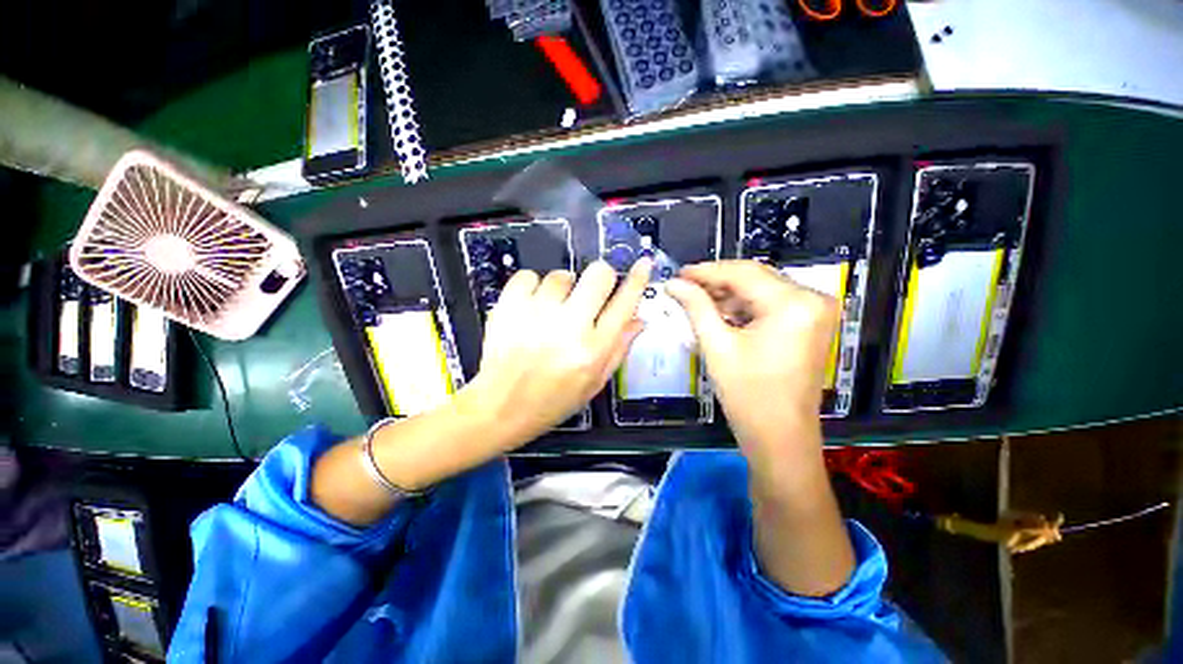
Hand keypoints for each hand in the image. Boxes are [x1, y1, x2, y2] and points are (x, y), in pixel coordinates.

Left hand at [468, 257, 651, 447]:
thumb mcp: (594, 383)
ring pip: (563, 274)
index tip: (642, 264)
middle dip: (601, 277)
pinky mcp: (509, 307)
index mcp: (593, 350)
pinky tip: (532, 306)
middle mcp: (568, 328)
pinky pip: (529, 276)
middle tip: (591, 292)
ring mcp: (537, 314)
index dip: (637, 279)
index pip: (624, 304)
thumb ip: (619, 349)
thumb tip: (639, 319)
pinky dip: (533, 287)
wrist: (501, 407)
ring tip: (552, 310)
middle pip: (598, 275)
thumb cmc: (552, 400)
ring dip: (563, 288)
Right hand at [667, 260, 853, 596]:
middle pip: (755, 278)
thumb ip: (696, 307)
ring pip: (762, 290)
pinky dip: (745, 306)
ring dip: (729, 294)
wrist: (780, 437)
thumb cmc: (748, 395)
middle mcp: (813, 299)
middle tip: (684, 286)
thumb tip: (674, 283)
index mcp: (793, 303)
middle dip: (717, 282)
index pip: (743, 273)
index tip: (679, 273)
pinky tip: (721, 313)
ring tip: (697, 300)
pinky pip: (772, 304)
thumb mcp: (717, 346)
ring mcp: (816, 311)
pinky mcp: (811, 323)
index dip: (706, 271)